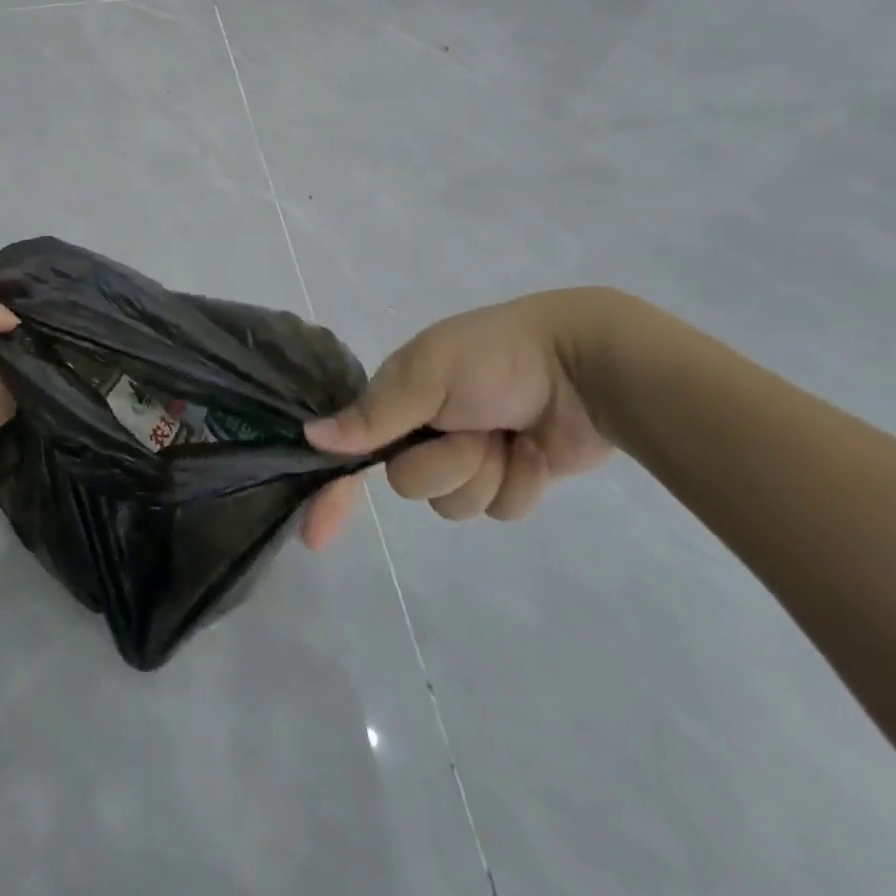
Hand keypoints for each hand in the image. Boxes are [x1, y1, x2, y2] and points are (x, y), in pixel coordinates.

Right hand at [300, 292, 615, 547]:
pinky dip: (520, 484)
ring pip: (455, 503)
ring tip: (508, 437)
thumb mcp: (426, 376)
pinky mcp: (511, 478)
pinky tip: (535, 452)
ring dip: (485, 474)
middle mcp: (426, 431)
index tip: (315, 536)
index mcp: (398, 400)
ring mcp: (470, 457)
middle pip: (410, 484)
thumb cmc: (494, 359)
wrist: (584, 365)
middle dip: (445, 464)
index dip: (333, 491)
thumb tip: (311, 437)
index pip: (351, 450)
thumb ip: (373, 415)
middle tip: (473, 429)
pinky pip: (500, 509)